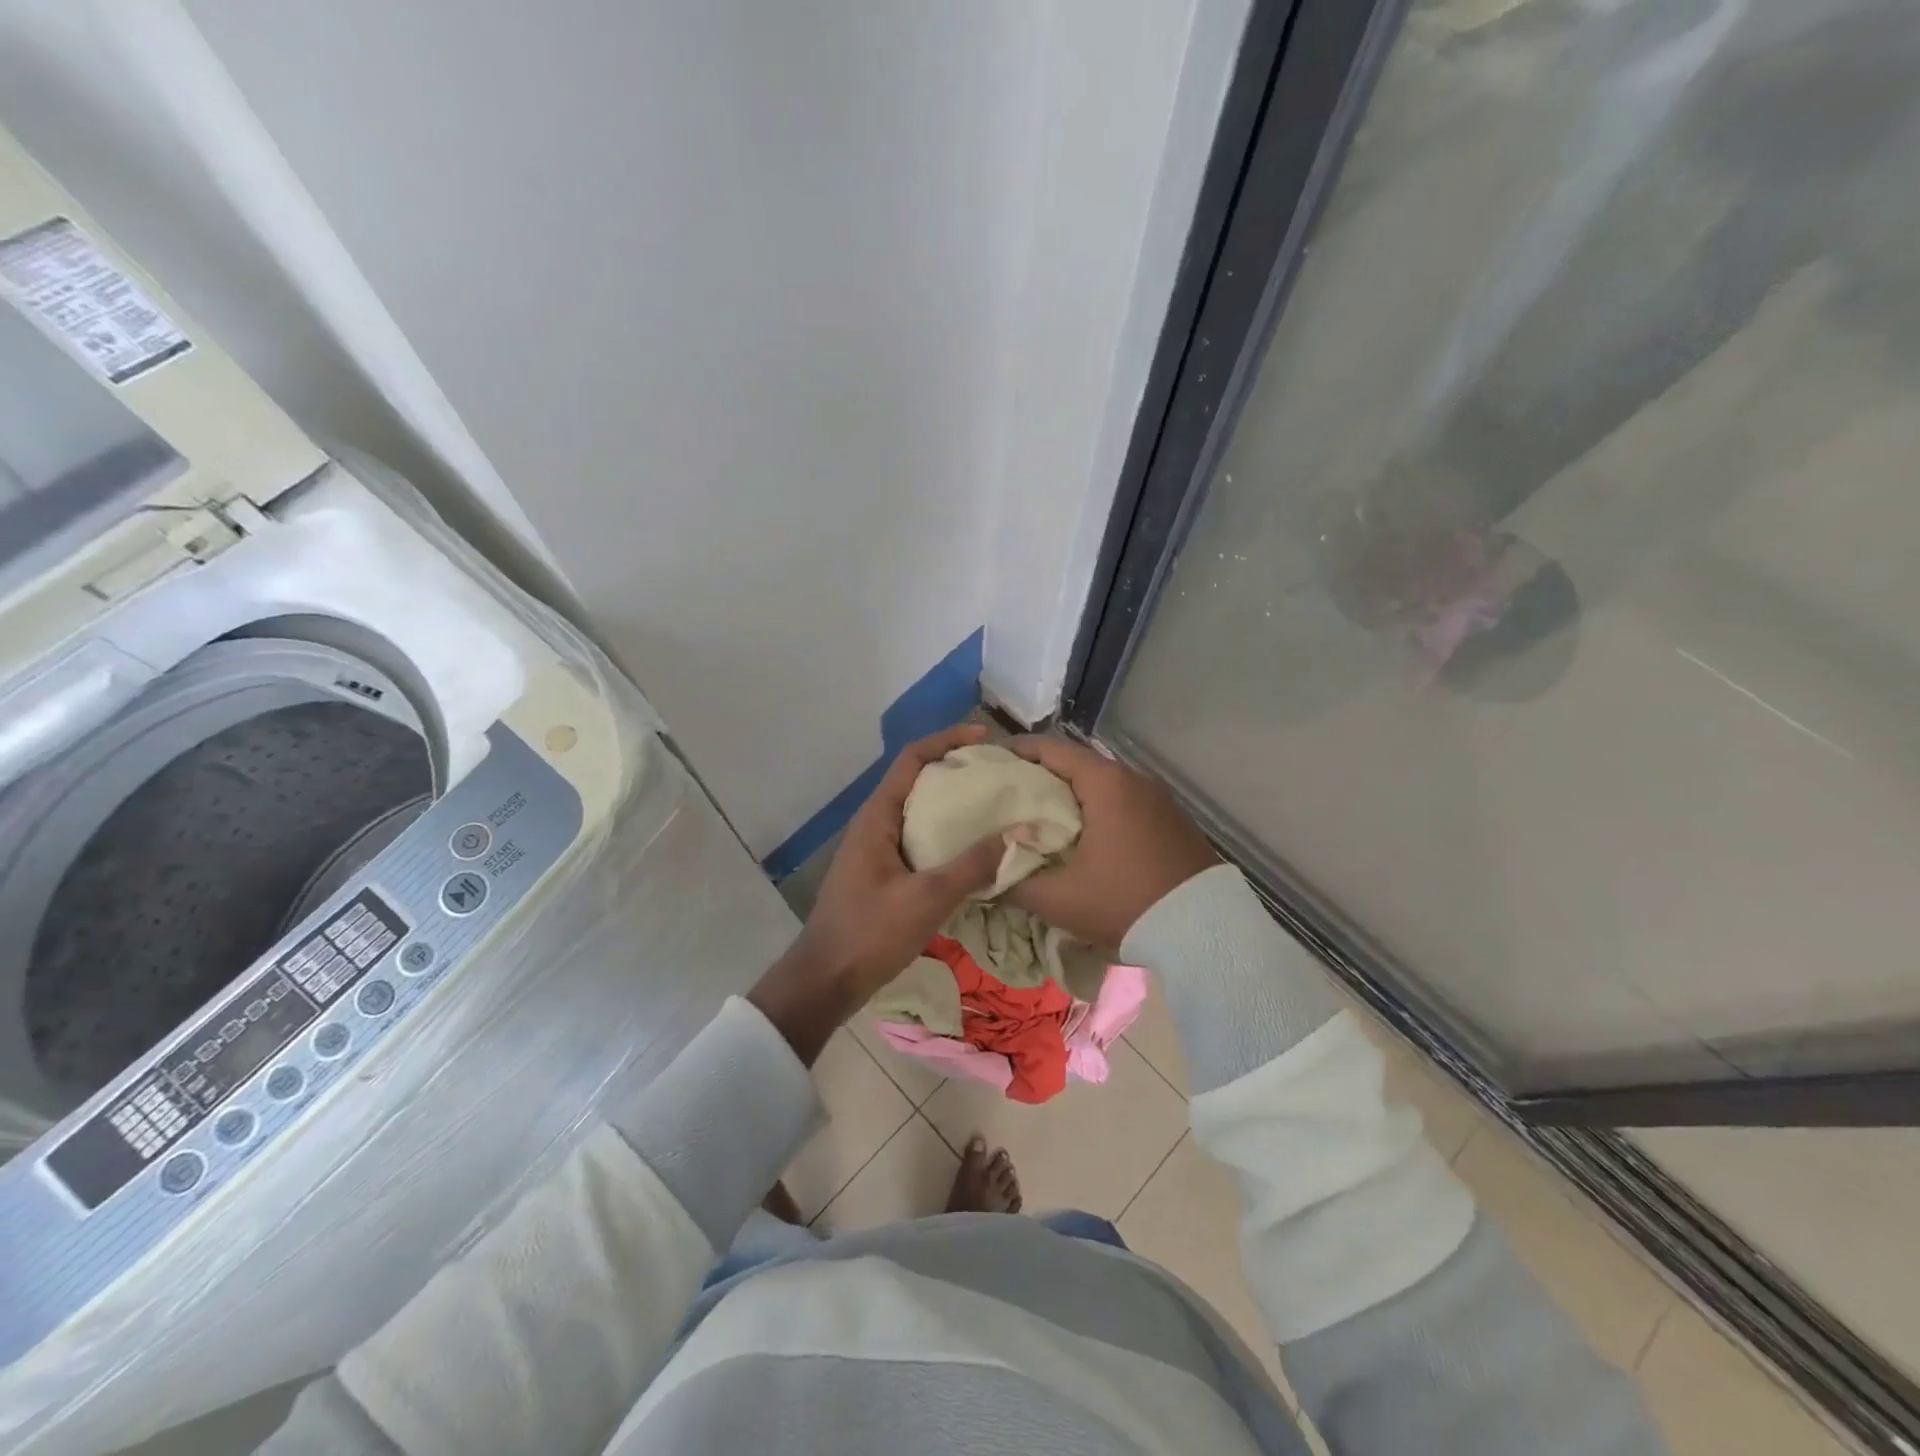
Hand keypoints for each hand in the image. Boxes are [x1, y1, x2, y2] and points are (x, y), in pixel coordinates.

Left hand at [750, 724, 1004, 1061]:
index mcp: (877, 817)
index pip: (912, 759)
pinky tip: (973, 850)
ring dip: (953, 804)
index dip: (947, 740)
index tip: (985, 738)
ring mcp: (877, 849)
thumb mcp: (926, 899)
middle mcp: (875, 824)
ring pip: (919, 811)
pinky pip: (919, 839)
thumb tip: (1015, 835)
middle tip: (999, 774)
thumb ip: (971, 866)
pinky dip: (947, 834)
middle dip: (956, 770)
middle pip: (917, 780)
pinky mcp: (883, 872)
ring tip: (994, 807)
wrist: (826, 980)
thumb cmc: (870, 933)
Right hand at [1004, 736, 1217, 948]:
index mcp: (1106, 784)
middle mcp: (1135, 779)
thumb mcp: (1060, 899)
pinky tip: (1088, 832)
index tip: (993, 758)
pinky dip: (1101, 807)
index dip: (1019, 750)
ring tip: (1044, 812)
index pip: (1053, 750)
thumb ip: (1015, 883)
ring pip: (1105, 783)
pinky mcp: (1174, 820)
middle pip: (1079, 764)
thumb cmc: (1125, 903)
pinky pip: (1127, 801)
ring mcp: (1160, 799)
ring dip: (1074, 793)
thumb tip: (987, 874)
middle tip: (1011, 789)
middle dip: (1043, 773)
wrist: (1204, 933)